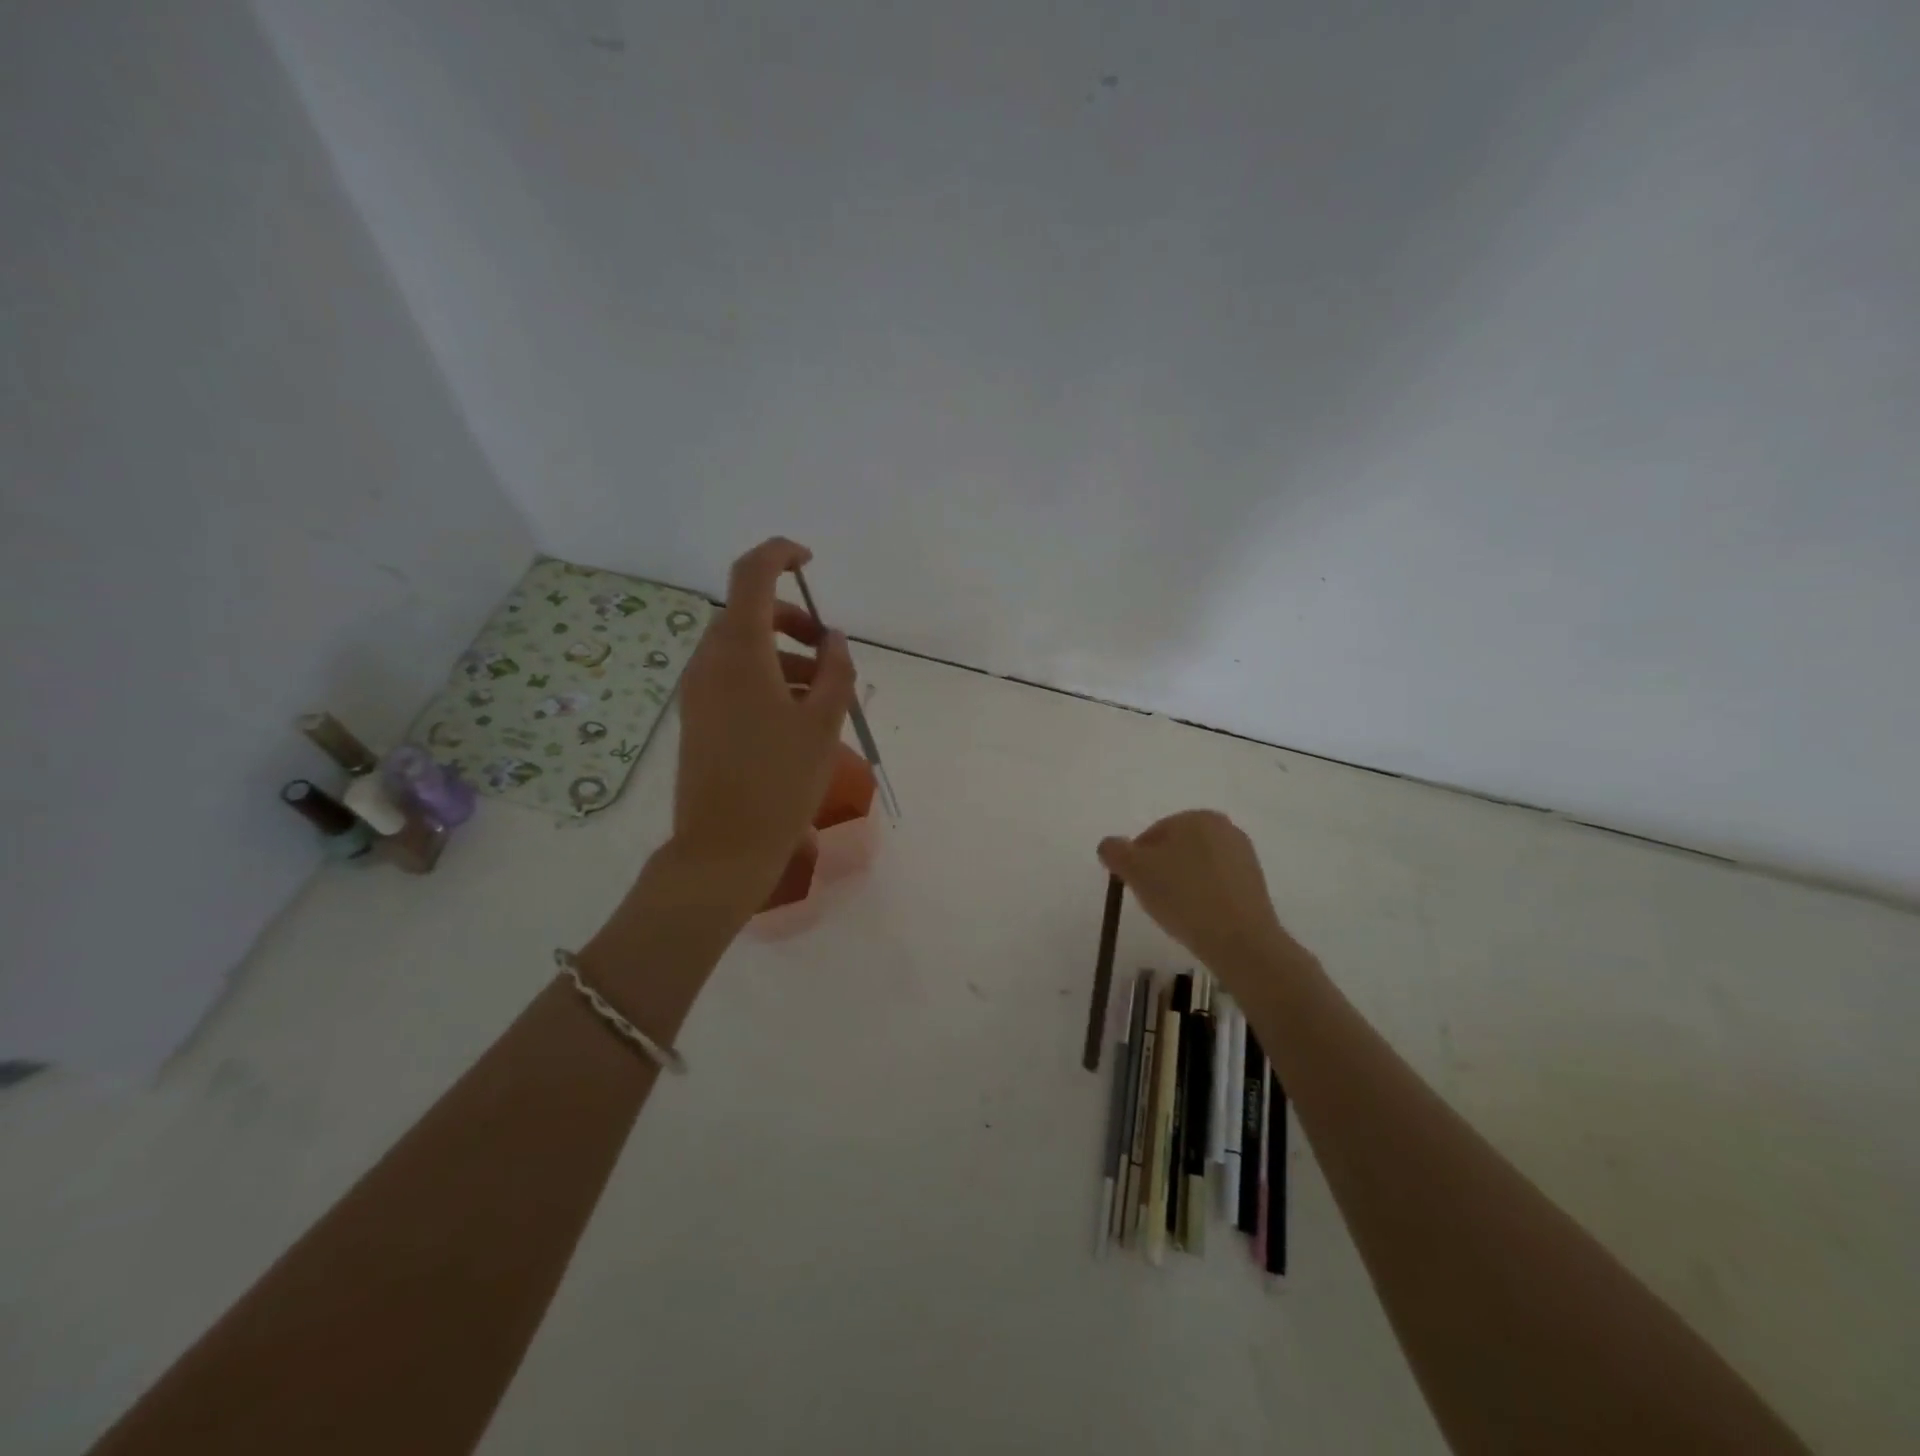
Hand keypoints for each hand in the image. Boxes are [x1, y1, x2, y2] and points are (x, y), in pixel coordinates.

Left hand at [670, 537, 854, 903]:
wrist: (723, 848)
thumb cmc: (780, 782)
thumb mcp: (823, 723)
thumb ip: (836, 671)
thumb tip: (834, 640)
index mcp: (739, 651)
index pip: (752, 574)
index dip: (780, 554)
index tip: (810, 561)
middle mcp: (709, 661)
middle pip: (748, 613)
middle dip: (791, 619)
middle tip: (828, 649)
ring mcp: (698, 691)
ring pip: (741, 648)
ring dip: (783, 654)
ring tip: (822, 692)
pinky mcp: (697, 717)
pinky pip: (732, 677)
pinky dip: (765, 678)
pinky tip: (795, 716)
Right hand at [1097, 810, 1300, 982]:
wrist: (1240, 940)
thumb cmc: (1183, 896)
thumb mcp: (1135, 870)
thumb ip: (1115, 851)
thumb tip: (1109, 846)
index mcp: (1197, 817)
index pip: (1152, 835)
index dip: (1137, 862)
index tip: (1136, 888)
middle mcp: (1223, 828)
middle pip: (1175, 849)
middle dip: (1160, 872)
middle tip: (1154, 901)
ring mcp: (1243, 855)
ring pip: (1196, 867)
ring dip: (1182, 885)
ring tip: (1177, 913)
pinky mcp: (1255, 883)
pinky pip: (1216, 884)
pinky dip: (1203, 896)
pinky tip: (1199, 918)